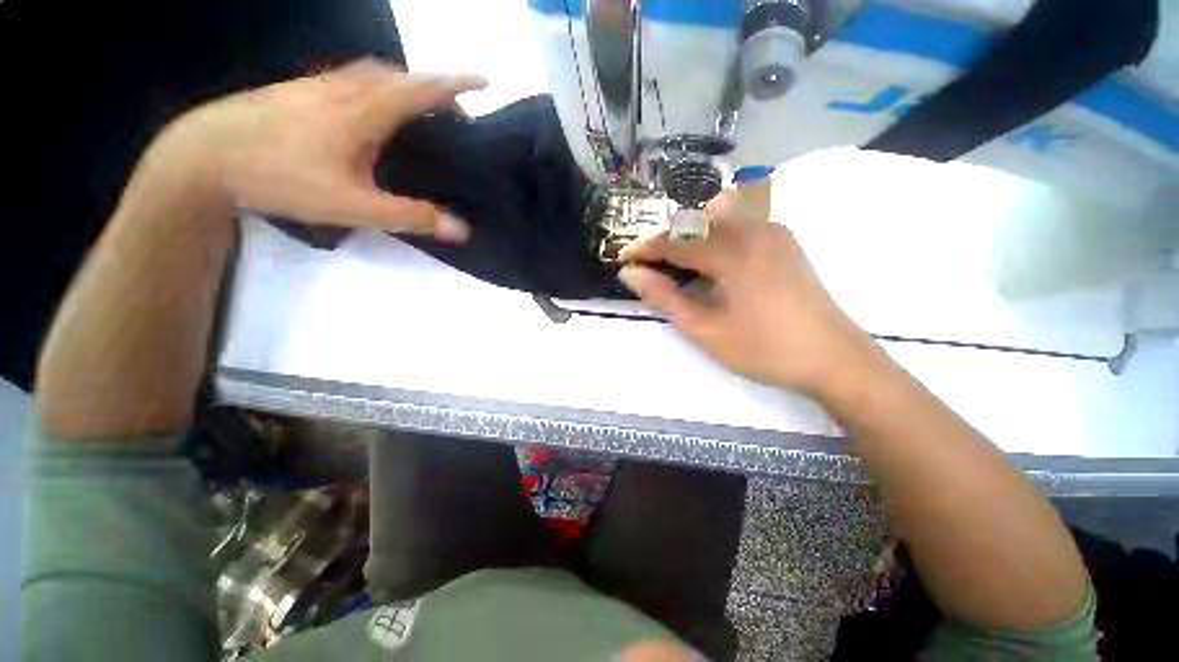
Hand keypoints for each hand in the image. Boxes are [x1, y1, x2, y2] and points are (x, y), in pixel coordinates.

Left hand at [153, 58, 485, 239]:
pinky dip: (374, 85)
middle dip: (432, 86)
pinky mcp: (297, 90)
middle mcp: (344, 88)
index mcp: (364, 111)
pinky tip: (368, 107)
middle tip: (451, 107)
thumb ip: (409, 216)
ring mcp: (316, 85)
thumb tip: (460, 229)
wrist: (203, 156)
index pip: (422, 89)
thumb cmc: (281, 178)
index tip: (484, 82)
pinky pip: (349, 78)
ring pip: (372, 73)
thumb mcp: (353, 206)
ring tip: (417, 105)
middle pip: (399, 75)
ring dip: (402, 83)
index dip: (456, 84)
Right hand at [618, 188, 874, 394]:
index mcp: (732, 253)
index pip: (675, 241)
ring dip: (692, 233)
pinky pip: (740, 223)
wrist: (835, 360)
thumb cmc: (765, 350)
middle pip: (695, 217)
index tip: (622, 259)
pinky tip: (714, 266)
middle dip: (667, 238)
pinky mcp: (784, 241)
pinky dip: (715, 236)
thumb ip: (665, 298)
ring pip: (719, 214)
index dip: (644, 249)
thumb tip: (630, 275)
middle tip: (652, 267)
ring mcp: (774, 232)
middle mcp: (754, 229)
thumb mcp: (706, 330)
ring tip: (680, 266)